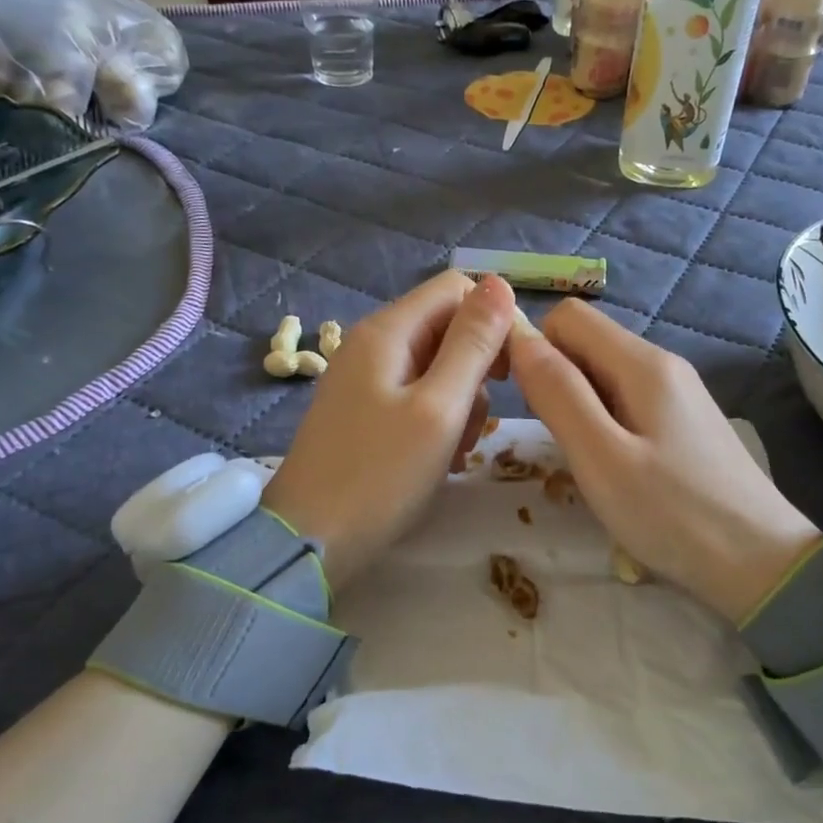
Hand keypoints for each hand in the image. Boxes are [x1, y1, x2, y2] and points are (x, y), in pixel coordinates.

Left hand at [263, 272, 515, 591]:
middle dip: (476, 369)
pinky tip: (439, 458)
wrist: (310, 539)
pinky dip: (437, 420)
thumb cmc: (380, 475)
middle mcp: (373, 344)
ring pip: (436, 366)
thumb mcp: (438, 408)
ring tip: (456, 450)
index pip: (457, 289)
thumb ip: (472, 344)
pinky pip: (416, 397)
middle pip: (446, 328)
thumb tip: (500, 283)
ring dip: (460, 402)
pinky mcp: (364, 411)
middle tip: (480, 421)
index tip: (511, 371)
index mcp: (388, 331)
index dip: (493, 319)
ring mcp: (365, 379)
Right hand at [509, 299, 821, 623]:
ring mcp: (678, 394)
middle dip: (555, 378)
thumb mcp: (600, 456)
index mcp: (643, 363)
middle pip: (587, 342)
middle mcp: (663, 365)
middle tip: (554, 439)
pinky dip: (604, 422)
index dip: (534, 346)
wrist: (762, 564)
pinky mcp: (684, 423)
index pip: (568, 316)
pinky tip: (613, 467)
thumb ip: (557, 393)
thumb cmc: (673, 513)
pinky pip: (627, 401)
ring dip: (578, 404)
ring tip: (582, 459)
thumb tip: (518, 338)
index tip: (520, 399)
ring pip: (605, 374)